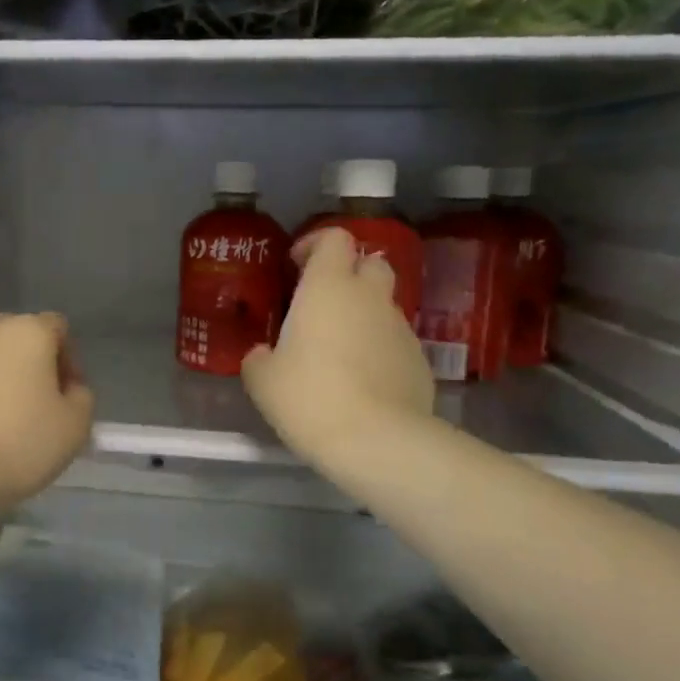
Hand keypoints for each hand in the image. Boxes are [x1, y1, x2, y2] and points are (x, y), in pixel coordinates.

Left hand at [0, 313, 95, 505]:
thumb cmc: (20, 442)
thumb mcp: (75, 425)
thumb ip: (81, 397)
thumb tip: (68, 389)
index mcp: (29, 331)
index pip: (58, 328)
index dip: (70, 360)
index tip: (69, 396)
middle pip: (20, 338)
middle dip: (33, 364)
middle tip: (39, 405)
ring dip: (0, 379)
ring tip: (5, 421)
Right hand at [242, 230, 433, 470]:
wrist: (377, 442)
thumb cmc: (310, 398)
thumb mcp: (262, 380)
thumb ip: (259, 358)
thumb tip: (265, 355)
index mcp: (329, 287)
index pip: (334, 238)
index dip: (315, 244)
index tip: (295, 266)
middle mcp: (370, 297)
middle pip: (369, 263)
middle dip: (348, 274)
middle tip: (321, 304)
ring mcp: (401, 328)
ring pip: (383, 305)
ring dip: (362, 316)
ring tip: (338, 352)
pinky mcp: (419, 361)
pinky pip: (395, 342)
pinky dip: (378, 349)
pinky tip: (362, 383)